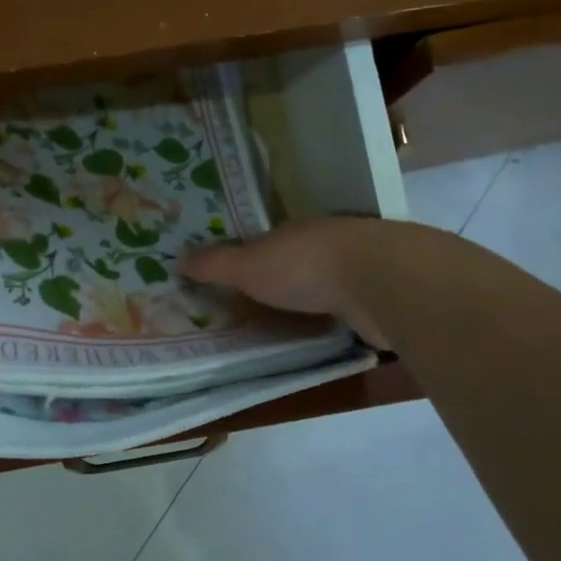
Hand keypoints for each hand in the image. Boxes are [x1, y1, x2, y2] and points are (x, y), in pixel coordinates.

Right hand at [180, 218, 390, 348]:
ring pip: (330, 280)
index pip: (266, 241)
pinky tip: (336, 328)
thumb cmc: (304, 267)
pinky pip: (354, 305)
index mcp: (294, 232)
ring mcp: (360, 266)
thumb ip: (215, 264)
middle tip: (263, 301)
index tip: (237, 275)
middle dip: (284, 276)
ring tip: (297, 319)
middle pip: (299, 258)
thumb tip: (177, 258)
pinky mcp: (383, 295)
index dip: (250, 256)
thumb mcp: (248, 266)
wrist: (381, 280)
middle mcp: (327, 242)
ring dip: (317, 294)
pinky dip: (343, 314)